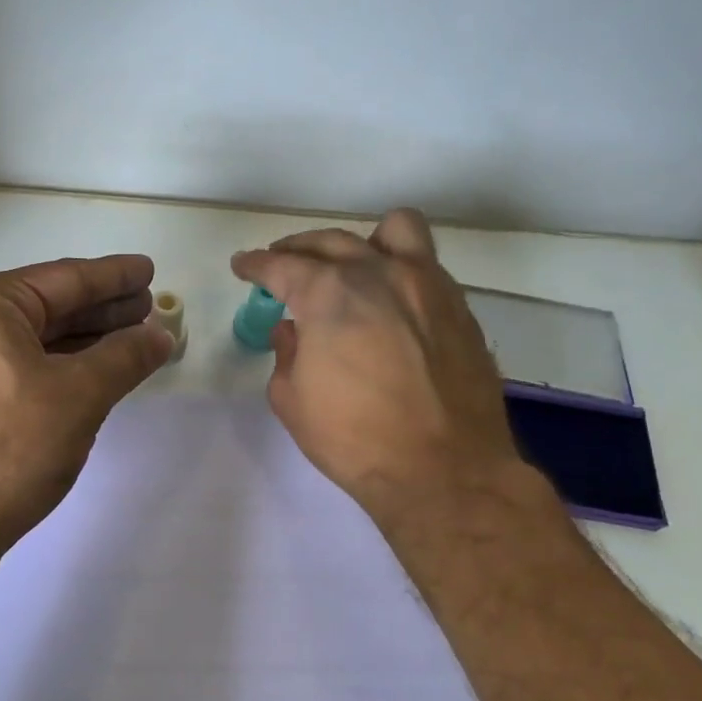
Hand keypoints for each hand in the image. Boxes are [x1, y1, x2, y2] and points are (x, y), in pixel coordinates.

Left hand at [0, 254, 173, 549]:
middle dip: (99, 310)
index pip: (64, 279)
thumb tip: (159, 335)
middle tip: (146, 309)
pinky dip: (53, 371)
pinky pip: (14, 372)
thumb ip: (124, 357)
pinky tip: (84, 379)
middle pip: (44, 309)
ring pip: (29, 344)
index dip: (113, 277)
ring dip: (79, 343)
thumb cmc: (9, 445)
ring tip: (126, 343)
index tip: (147, 270)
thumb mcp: (79, 394)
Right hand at [231, 208, 535, 530]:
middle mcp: (379, 274)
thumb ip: (286, 354)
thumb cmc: (355, 440)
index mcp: (329, 295)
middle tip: (282, 264)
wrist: (444, 470)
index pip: (282, 265)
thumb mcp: (292, 401)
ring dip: (361, 241)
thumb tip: (292, 331)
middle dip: (297, 249)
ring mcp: (426, 285)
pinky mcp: (458, 306)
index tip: (243, 266)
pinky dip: (399, 268)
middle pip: (331, 241)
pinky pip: (427, 263)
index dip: (256, 264)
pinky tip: (389, 299)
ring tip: (350, 264)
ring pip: (394, 230)